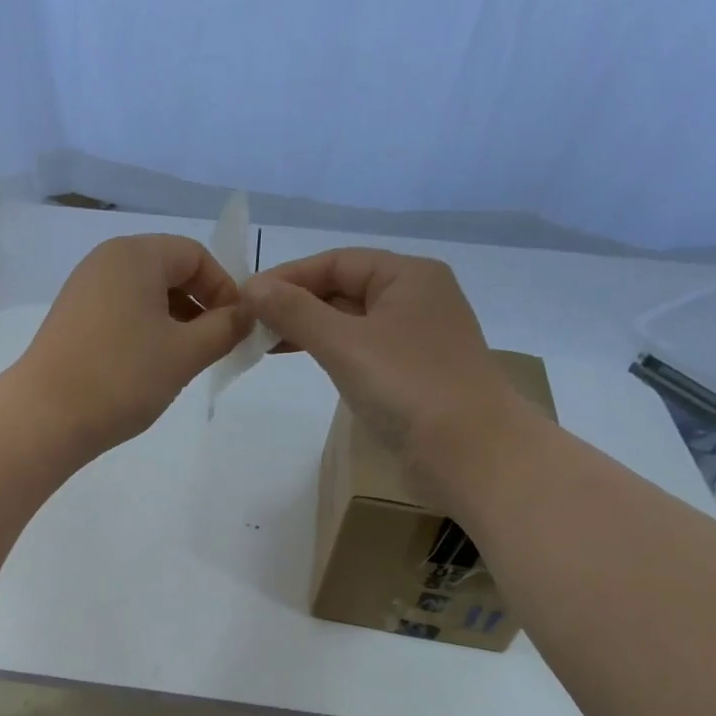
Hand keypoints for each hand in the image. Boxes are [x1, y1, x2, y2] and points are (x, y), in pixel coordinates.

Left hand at [11, 234, 248, 452]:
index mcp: (135, 255)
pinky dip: (145, 332)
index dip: (224, 289)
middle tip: (214, 348)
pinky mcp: (71, 320)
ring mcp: (83, 290)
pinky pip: (121, 313)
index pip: (195, 255)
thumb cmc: (122, 377)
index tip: (236, 329)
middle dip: (199, 306)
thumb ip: (225, 329)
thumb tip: (247, 315)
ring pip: (145, 296)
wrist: (44, 417)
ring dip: (174, 322)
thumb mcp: (185, 353)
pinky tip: (149, 368)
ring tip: (183, 362)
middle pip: (169, 271)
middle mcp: (105, 261)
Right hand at [243, 248, 537, 465]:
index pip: (336, 261)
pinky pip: (362, 349)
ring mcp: (416, 338)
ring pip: (351, 321)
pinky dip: (330, 351)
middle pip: (344, 288)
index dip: (288, 277)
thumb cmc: (408, 387)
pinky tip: (306, 362)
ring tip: (266, 344)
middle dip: (296, 303)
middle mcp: (415, 298)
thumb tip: (251, 287)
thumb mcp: (344, 343)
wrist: (471, 453)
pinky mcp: (412, 374)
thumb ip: (295, 312)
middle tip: (249, 325)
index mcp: (408, 276)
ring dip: (309, 329)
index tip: (245, 298)